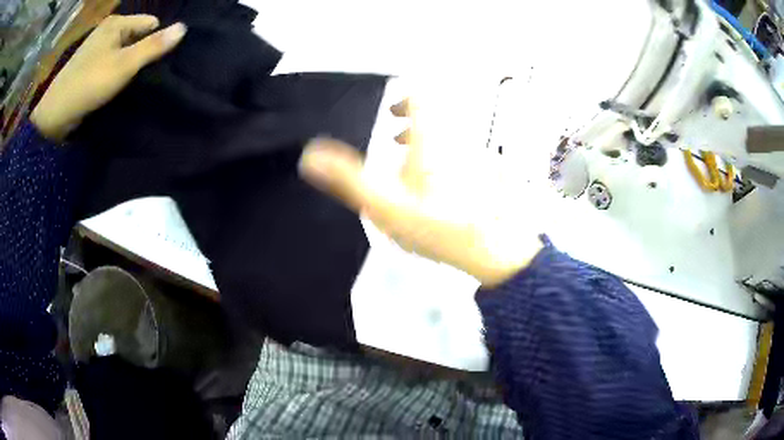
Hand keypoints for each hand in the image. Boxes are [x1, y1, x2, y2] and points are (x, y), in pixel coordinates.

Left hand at [30, 15, 186, 140]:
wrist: (54, 115)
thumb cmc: (89, 84)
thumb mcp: (124, 64)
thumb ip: (153, 46)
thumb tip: (184, 28)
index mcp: (116, 23)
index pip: (151, 23)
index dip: (155, 42)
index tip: (152, 65)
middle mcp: (107, 30)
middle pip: (137, 36)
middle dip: (141, 54)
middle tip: (140, 76)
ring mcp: (96, 47)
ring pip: (124, 51)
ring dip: (128, 66)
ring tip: (128, 83)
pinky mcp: (89, 65)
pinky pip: (111, 62)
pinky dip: (115, 73)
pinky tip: (114, 86)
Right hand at [299, 99, 542, 286]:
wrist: (493, 252)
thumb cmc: (439, 226)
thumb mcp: (386, 205)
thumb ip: (347, 179)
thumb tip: (311, 155)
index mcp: (431, 141)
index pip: (421, 100)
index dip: (405, 100)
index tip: (390, 113)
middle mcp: (456, 142)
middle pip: (437, 119)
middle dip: (413, 124)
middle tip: (395, 137)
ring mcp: (476, 159)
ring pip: (451, 140)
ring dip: (429, 144)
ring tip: (412, 163)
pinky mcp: (489, 177)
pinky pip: (464, 159)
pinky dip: (446, 162)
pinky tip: (439, 188)